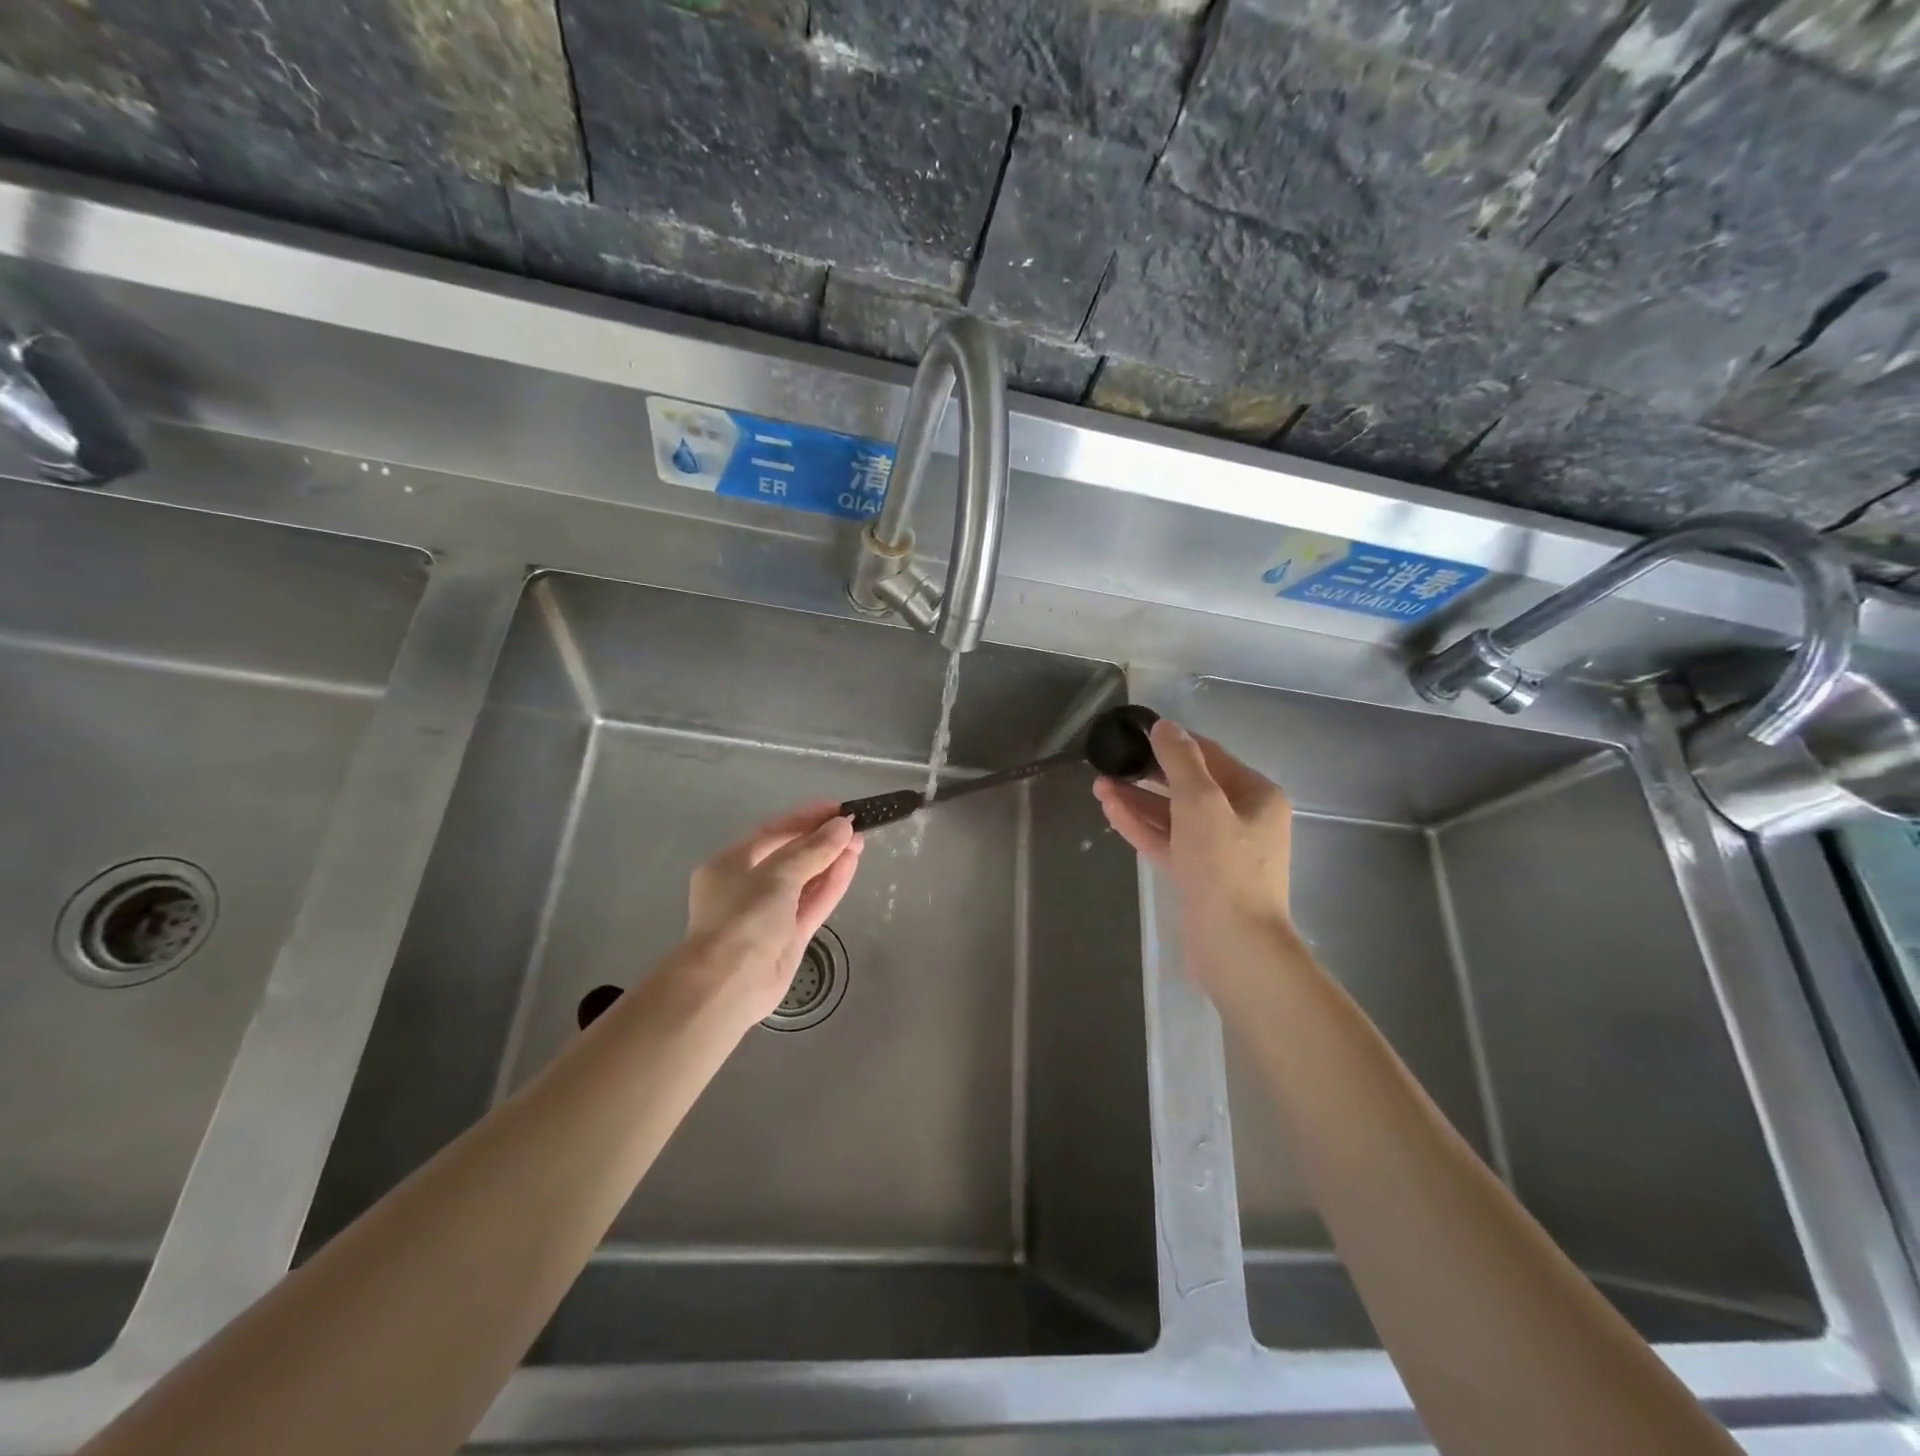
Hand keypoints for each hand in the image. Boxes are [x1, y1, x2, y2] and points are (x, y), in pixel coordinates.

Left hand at [686, 800, 863, 1025]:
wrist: (728, 985)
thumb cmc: (743, 918)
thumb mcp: (778, 875)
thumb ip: (813, 850)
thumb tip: (842, 827)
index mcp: (731, 864)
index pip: (772, 833)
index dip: (805, 818)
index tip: (837, 808)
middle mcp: (747, 886)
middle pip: (790, 856)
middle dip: (821, 840)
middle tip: (854, 827)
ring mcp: (770, 913)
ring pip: (805, 880)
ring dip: (830, 861)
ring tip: (860, 843)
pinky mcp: (789, 936)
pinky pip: (812, 903)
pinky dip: (831, 885)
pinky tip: (851, 865)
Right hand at [1093, 718, 1296, 1005]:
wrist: (1235, 945)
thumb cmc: (1224, 865)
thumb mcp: (1201, 801)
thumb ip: (1181, 760)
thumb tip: (1164, 726)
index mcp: (1256, 795)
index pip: (1210, 756)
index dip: (1172, 742)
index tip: (1136, 732)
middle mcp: (1242, 819)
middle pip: (1188, 786)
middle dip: (1148, 774)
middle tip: (1112, 761)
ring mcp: (1218, 851)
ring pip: (1173, 816)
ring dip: (1138, 800)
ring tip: (1099, 785)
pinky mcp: (1198, 876)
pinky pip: (1167, 842)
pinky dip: (1141, 826)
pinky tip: (1111, 810)